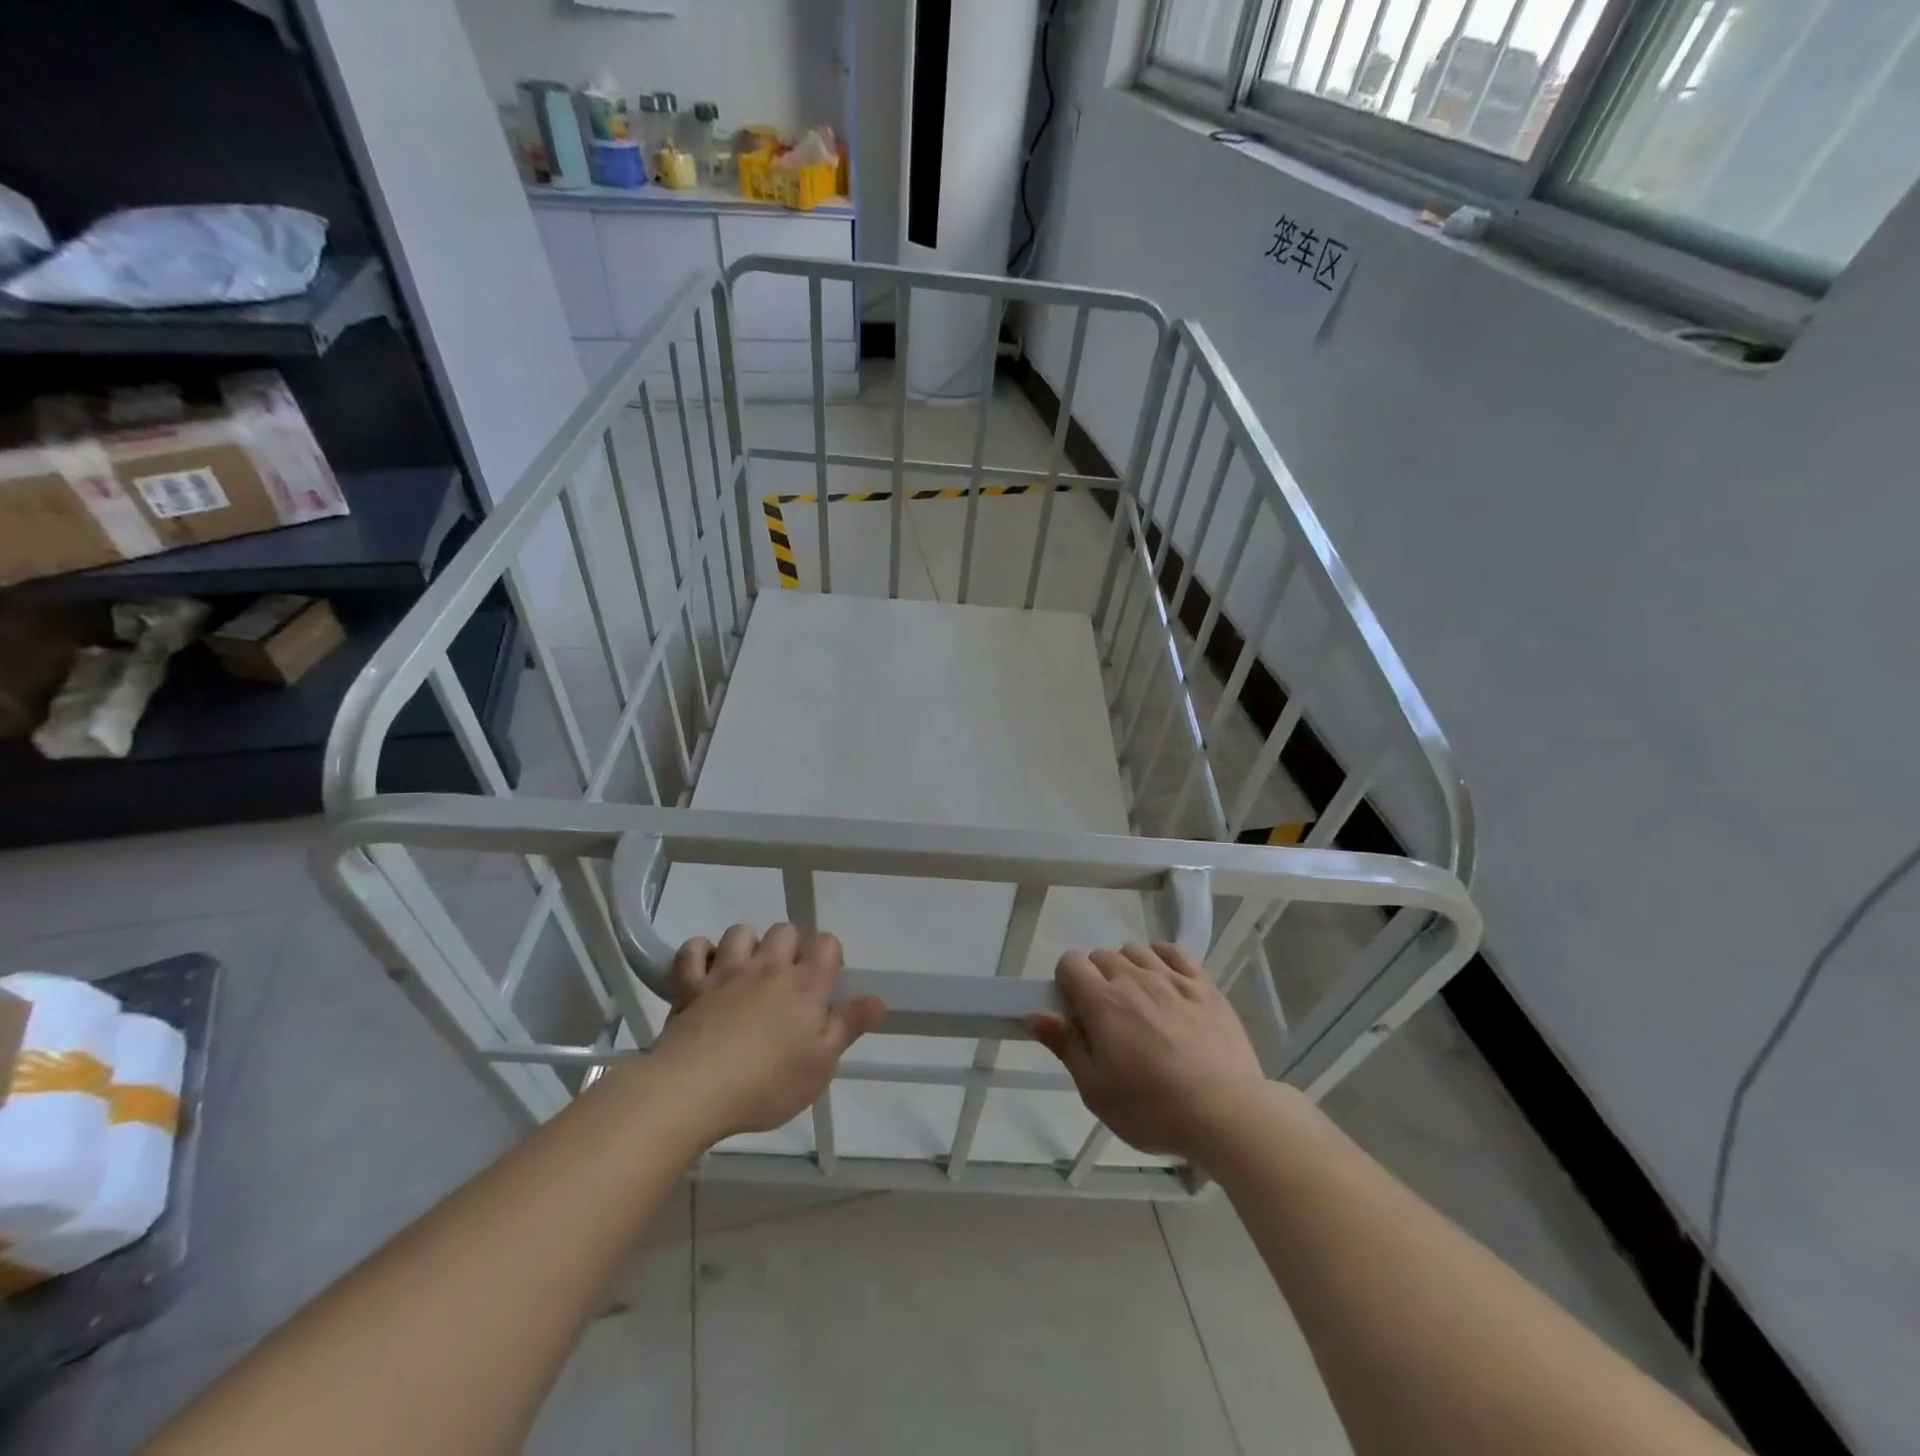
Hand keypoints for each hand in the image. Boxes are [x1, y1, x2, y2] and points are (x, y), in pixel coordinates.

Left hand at [650, 923, 885, 1143]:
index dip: (830, 955)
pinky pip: (693, 950)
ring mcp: (726, 972)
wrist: (694, 1090)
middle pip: (785, 930)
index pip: (827, 943)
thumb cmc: (768, 1082)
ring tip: (747, 975)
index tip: (827, 982)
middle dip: (790, 947)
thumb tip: (878, 999)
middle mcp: (768, 967)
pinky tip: (705, 970)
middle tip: (788, 983)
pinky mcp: (689, 985)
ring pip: (741, 932)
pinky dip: (699, 954)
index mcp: (806, 984)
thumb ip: (849, 1026)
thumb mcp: (821, 1064)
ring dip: (747, 945)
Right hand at [1029, 942, 1267, 1162]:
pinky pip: (1175, 952)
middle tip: (1107, 1018)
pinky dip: (1162, 958)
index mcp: (1103, 1002)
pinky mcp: (1204, 986)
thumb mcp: (1096, 1089)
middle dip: (1096, 978)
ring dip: (1128, 967)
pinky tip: (1165, 981)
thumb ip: (1065, 1045)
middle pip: (1101, 955)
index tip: (1076, 1012)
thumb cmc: (1152, 1109)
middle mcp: (1134, 979)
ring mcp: (1172, 979)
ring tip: (1138, 1002)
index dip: (1066, 982)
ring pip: (1136, 951)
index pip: (1070, 963)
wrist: (1226, 1113)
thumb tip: (1035, 1013)